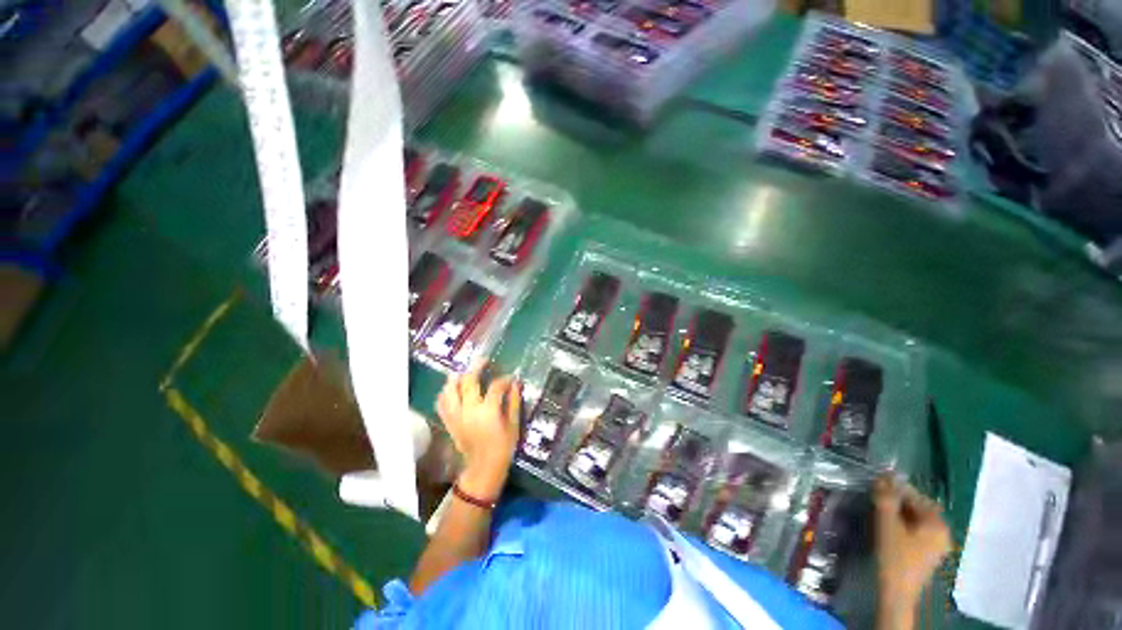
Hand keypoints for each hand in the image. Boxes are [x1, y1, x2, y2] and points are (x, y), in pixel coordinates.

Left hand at [435, 365, 521, 499]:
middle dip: (477, 368)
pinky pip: (442, 404)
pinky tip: (451, 388)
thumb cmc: (503, 448)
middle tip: (484, 361)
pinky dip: (445, 394)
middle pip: (468, 381)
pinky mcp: (450, 422)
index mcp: (488, 411)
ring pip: (450, 390)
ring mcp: (456, 416)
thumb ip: (515, 401)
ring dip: (456, 377)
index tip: (511, 378)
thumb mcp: (514, 424)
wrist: (483, 469)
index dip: (504, 379)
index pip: (496, 386)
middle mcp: (469, 410)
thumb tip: (516, 383)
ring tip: (464, 371)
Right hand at [874, 475, 951, 608]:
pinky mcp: (930, 553)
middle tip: (877, 496)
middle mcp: (943, 531)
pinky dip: (905, 522)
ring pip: (918, 518)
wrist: (897, 593)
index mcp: (937, 523)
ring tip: (881, 509)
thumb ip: (886, 499)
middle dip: (898, 499)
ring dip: (900, 511)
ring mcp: (938, 544)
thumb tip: (882, 476)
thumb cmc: (894, 557)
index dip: (895, 487)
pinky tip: (891, 526)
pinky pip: (918, 529)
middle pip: (919, 507)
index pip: (916, 496)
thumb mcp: (887, 525)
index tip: (876, 482)